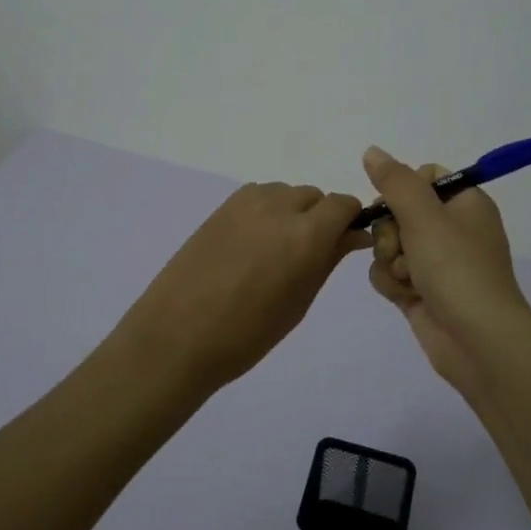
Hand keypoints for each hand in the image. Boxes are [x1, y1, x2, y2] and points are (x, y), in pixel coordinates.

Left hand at [119, 182, 371, 389]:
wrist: (177, 336)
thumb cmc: (248, 334)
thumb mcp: (299, 301)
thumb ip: (328, 260)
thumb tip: (353, 236)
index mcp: (306, 233)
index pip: (343, 204)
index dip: (349, 221)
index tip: (345, 243)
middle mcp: (279, 206)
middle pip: (314, 196)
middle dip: (320, 218)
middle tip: (308, 255)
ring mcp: (246, 202)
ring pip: (286, 193)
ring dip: (292, 212)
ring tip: (275, 251)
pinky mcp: (221, 206)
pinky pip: (259, 196)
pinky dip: (266, 211)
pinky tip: (252, 244)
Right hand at [362, 146, 530, 385]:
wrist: (476, 340)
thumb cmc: (456, 268)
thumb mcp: (424, 215)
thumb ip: (394, 181)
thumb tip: (372, 151)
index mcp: (465, 203)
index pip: (425, 176)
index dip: (403, 188)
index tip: (396, 204)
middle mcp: (453, 229)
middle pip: (400, 211)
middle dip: (390, 231)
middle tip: (401, 247)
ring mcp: (437, 262)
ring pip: (390, 244)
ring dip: (390, 260)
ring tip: (407, 278)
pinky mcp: (423, 291)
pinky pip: (391, 273)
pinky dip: (391, 282)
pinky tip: (403, 295)